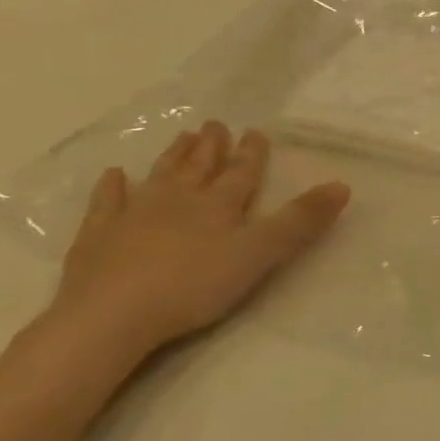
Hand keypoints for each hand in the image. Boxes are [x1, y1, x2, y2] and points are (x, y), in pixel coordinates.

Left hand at [50, 121, 349, 361]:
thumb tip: (342, 185)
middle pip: (199, 168)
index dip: (251, 154)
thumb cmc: (193, 285)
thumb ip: (300, 221)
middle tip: (215, 124)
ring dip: (173, 157)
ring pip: (159, 177)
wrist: (110, 315)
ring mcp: (133, 215)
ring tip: (183, 137)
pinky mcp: (97, 237)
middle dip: (211, 147)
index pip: (240, 173)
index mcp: (218, 205)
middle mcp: (177, 201)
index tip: (255, 131)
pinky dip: (111, 187)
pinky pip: (106, 204)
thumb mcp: (259, 254)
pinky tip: (114, 175)